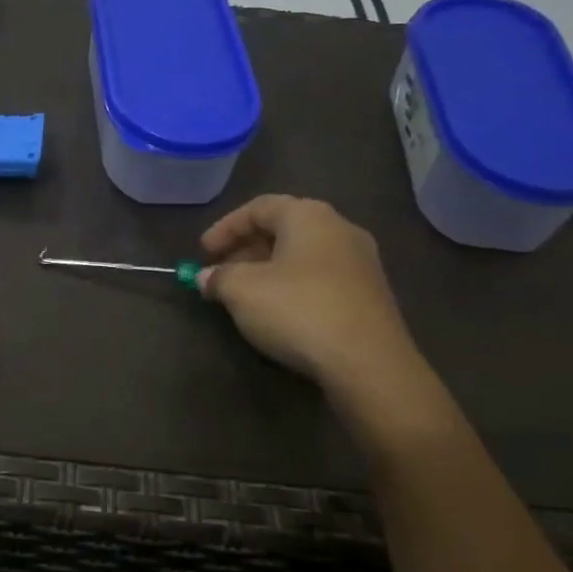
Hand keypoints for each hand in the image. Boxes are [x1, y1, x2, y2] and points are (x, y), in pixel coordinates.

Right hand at [197, 195, 422, 396]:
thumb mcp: (242, 291)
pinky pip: (321, 278)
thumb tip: (206, 277)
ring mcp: (361, 262)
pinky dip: (293, 286)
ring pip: (303, 255)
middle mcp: (340, 228)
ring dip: (269, 269)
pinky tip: (278, 311)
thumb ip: (218, 277)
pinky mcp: (370, 294)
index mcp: (309, 215)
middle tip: (220, 273)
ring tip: (244, 294)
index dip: (225, 228)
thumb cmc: (298, 311)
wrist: (368, 363)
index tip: (202, 253)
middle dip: (246, 249)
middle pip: (283, 228)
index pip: (258, 207)